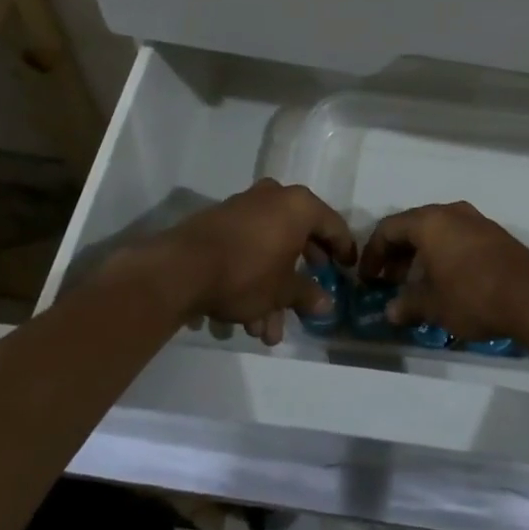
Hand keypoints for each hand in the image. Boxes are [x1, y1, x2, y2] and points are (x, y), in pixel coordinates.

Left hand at [128, 180, 355, 344]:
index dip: (343, 249)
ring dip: (271, 291)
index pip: (332, 225)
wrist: (181, 269)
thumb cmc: (247, 273)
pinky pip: (247, 250)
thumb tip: (327, 305)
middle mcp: (273, 198)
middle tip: (309, 297)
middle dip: (300, 279)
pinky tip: (244, 318)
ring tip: (266, 331)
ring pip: (269, 250)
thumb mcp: (282, 291)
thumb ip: (307, 295)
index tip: (347, 268)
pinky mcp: (218, 223)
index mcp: (298, 205)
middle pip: (298, 238)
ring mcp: (243, 208)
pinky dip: (251, 279)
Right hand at [359, 201, 528, 344]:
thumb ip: (407, 305)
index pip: (389, 229)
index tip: (368, 279)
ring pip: (438, 231)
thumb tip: (391, 311)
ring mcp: (476, 221)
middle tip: (390, 281)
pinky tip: (447, 280)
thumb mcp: (433, 306)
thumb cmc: (472, 295)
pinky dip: (444, 254)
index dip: (373, 254)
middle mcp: (451, 212)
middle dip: (397, 253)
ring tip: (417, 283)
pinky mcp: (495, 235)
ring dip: (421, 254)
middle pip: (413, 226)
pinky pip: (458, 237)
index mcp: (429, 222)